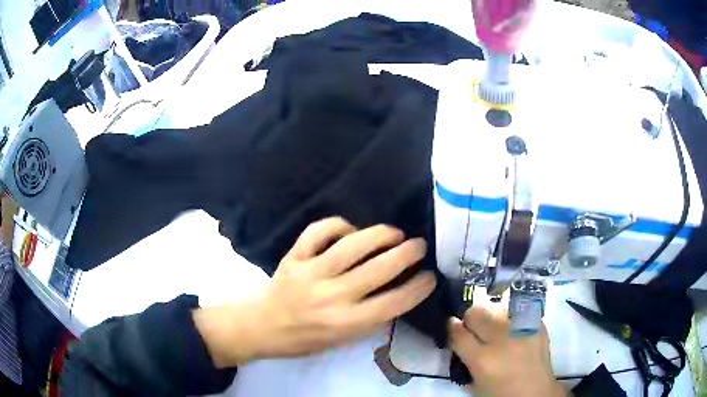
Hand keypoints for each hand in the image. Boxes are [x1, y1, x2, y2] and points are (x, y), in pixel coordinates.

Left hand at [195, 217, 435, 367]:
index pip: (393, 303)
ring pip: (352, 245)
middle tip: (419, 246)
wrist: (263, 326)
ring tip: (395, 233)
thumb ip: (369, 317)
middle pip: (378, 270)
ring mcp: (311, 273)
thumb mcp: (343, 339)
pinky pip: (319, 232)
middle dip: (407, 253)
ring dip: (380, 235)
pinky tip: (350, 229)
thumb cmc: (306, 338)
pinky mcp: (294, 257)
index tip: (431, 276)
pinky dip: (338, 225)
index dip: (418, 287)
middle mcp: (331, 297)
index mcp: (346, 323)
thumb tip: (396, 289)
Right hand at [448, 306, 565, 396]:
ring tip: (496, 330)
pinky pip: (517, 312)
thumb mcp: (474, 384)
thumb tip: (457, 338)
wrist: (535, 392)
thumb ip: (464, 360)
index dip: (451, 326)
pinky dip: (511, 320)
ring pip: (496, 308)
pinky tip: (513, 332)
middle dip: (471, 319)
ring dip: (491, 318)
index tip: (451, 325)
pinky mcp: (537, 323)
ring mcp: (522, 328)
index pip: (458, 332)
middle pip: (476, 312)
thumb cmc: (500, 393)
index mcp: (482, 358)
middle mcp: (501, 338)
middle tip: (475, 329)